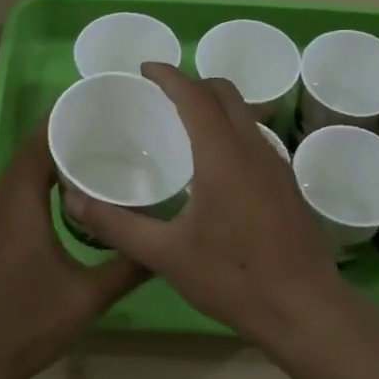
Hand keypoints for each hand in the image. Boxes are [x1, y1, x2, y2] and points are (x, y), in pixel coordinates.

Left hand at [0, 118, 147, 378]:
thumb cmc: (26, 325)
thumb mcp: (87, 297)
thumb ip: (129, 267)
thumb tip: (167, 242)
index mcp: (19, 206)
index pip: (38, 145)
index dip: (63, 121)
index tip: (99, 107)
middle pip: (29, 155)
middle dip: (63, 137)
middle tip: (108, 129)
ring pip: (20, 177)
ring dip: (49, 161)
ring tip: (94, 155)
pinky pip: (14, 197)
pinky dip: (39, 184)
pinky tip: (66, 200)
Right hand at [69, 63, 348, 345]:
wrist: (305, 309)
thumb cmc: (233, 279)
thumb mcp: (166, 255)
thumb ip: (117, 224)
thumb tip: (73, 201)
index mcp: (223, 156)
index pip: (195, 96)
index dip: (169, 76)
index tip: (144, 69)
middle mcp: (253, 149)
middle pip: (225, 94)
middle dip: (192, 84)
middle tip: (160, 96)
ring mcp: (277, 165)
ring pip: (245, 114)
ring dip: (214, 106)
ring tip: (182, 126)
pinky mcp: (287, 184)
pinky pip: (255, 137)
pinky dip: (230, 130)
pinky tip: (213, 166)